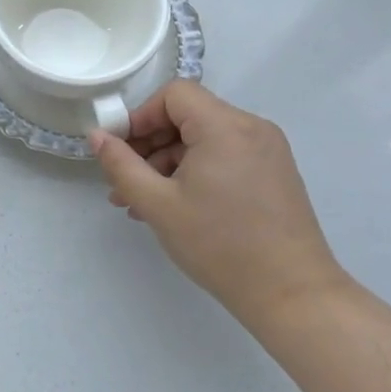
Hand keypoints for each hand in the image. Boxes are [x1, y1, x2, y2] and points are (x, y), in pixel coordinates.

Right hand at [90, 81, 347, 330]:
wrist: (293, 296)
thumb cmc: (220, 245)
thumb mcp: (158, 204)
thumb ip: (121, 164)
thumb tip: (97, 135)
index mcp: (225, 126)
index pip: (174, 95)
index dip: (141, 116)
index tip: (122, 151)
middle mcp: (251, 128)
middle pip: (189, 115)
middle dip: (151, 144)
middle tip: (125, 180)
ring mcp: (268, 151)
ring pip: (205, 138)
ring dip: (170, 162)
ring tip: (144, 202)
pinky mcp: (275, 173)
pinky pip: (225, 156)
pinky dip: (197, 171)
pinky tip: (176, 206)